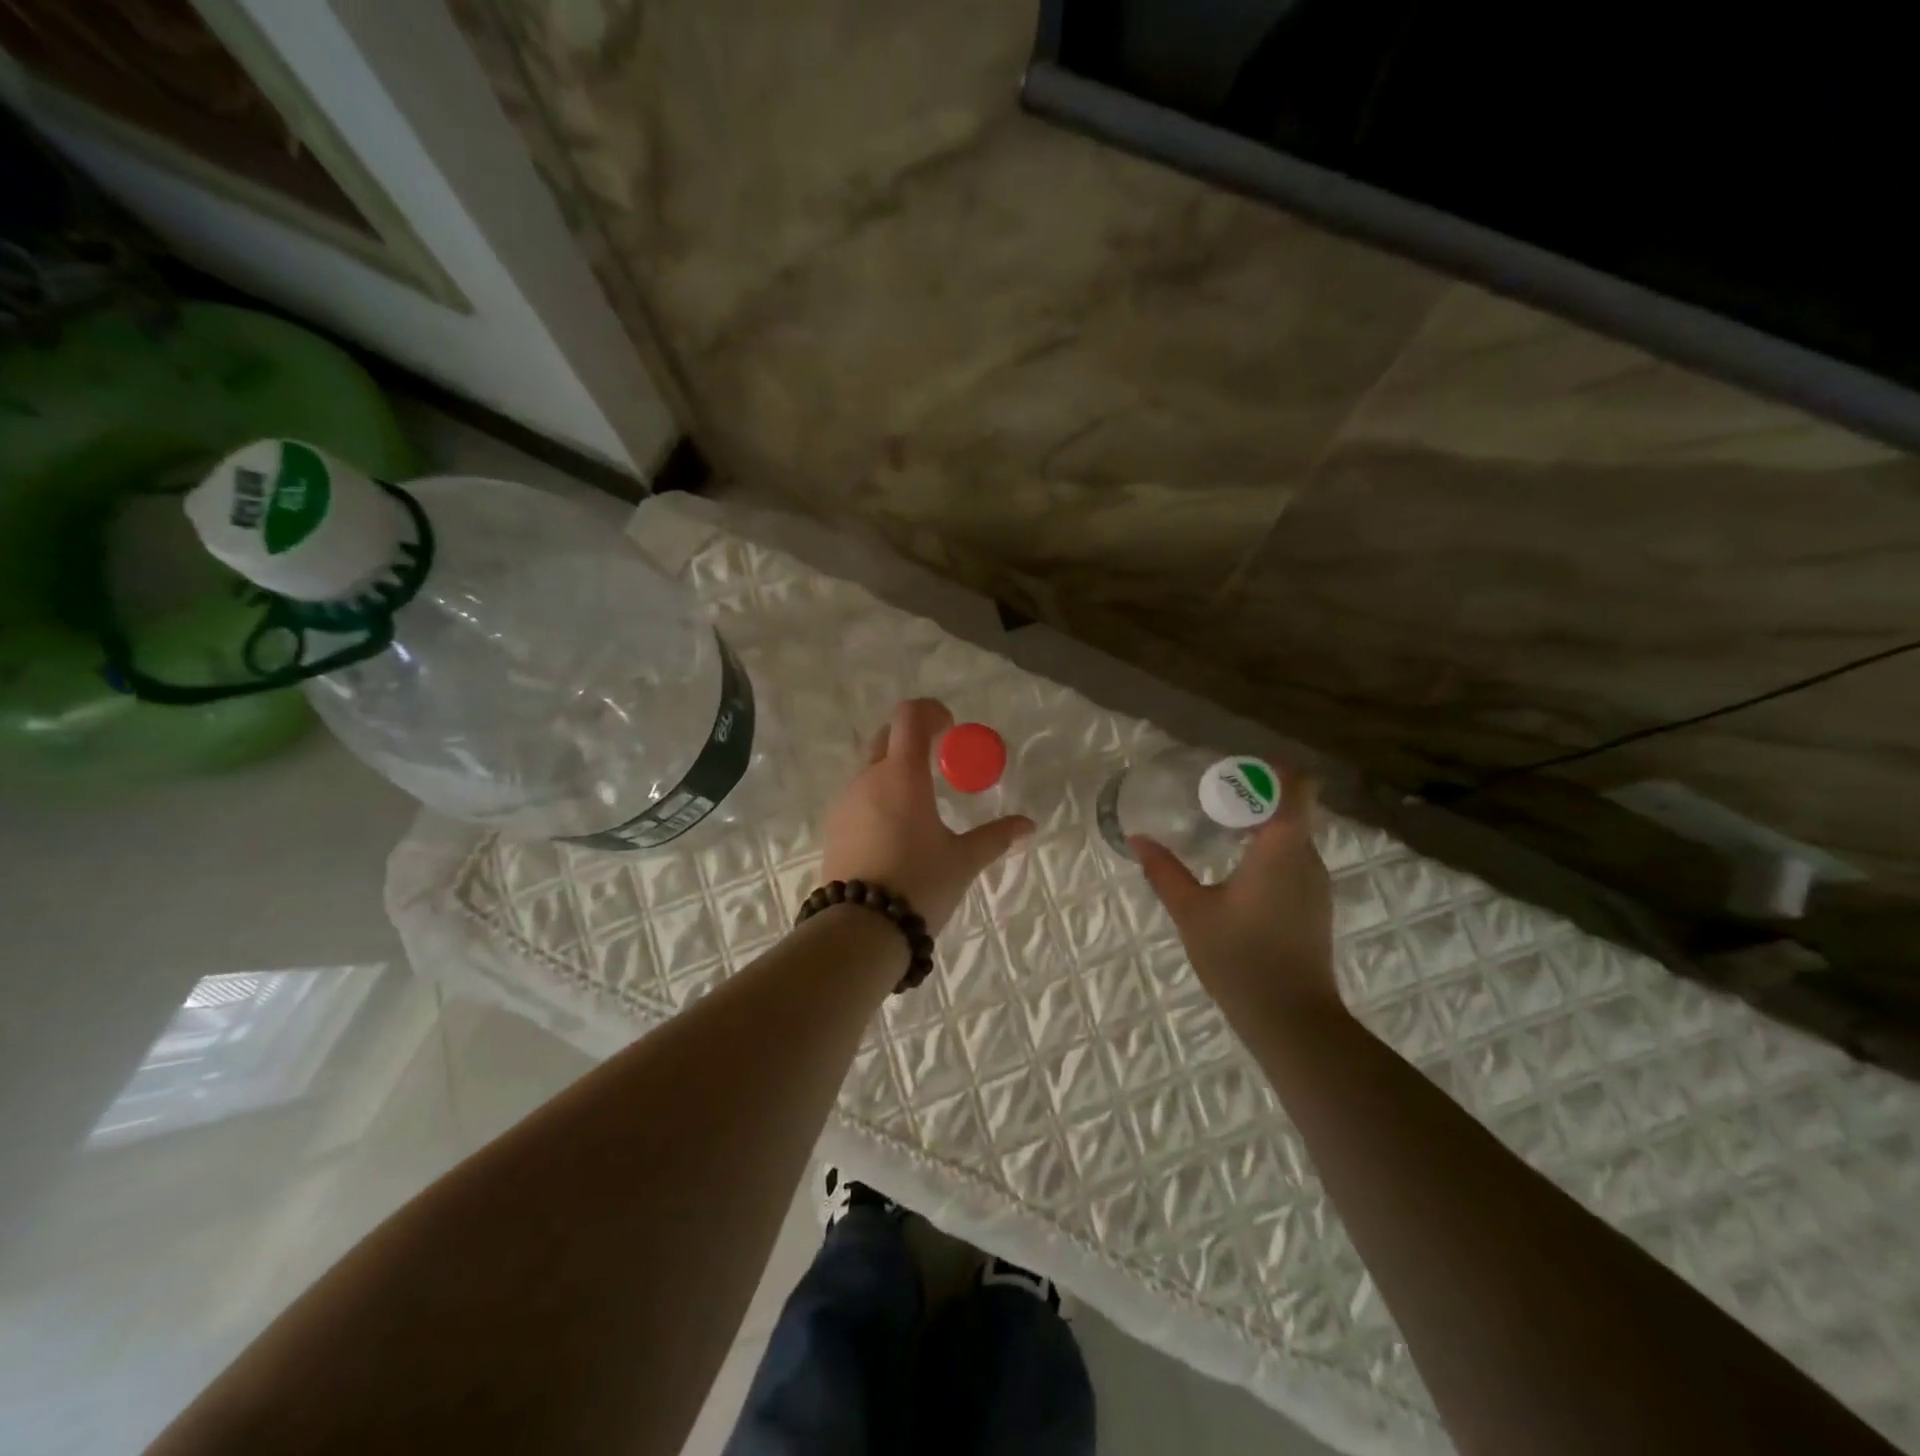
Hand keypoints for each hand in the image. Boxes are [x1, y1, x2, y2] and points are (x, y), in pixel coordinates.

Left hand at [821, 698, 1033, 932]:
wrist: (860, 929)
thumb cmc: (919, 883)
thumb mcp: (963, 860)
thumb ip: (996, 837)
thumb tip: (1028, 825)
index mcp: (902, 774)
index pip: (910, 716)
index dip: (930, 712)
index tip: (950, 728)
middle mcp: (869, 778)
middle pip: (887, 737)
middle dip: (913, 738)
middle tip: (939, 760)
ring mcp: (846, 802)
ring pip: (870, 768)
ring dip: (895, 769)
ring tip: (921, 801)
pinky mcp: (833, 827)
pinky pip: (858, 796)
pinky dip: (879, 796)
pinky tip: (896, 830)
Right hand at [1130, 766, 1341, 1024]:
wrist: (1292, 1020)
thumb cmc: (1240, 958)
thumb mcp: (1192, 912)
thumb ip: (1164, 871)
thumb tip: (1137, 838)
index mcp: (1283, 847)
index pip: (1296, 785)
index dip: (1270, 770)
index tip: (1232, 773)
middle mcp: (1308, 858)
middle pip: (1292, 807)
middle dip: (1254, 797)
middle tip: (1210, 800)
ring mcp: (1316, 884)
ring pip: (1293, 836)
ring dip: (1260, 826)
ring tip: (1217, 831)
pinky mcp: (1314, 906)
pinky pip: (1293, 860)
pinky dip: (1267, 852)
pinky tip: (1235, 871)